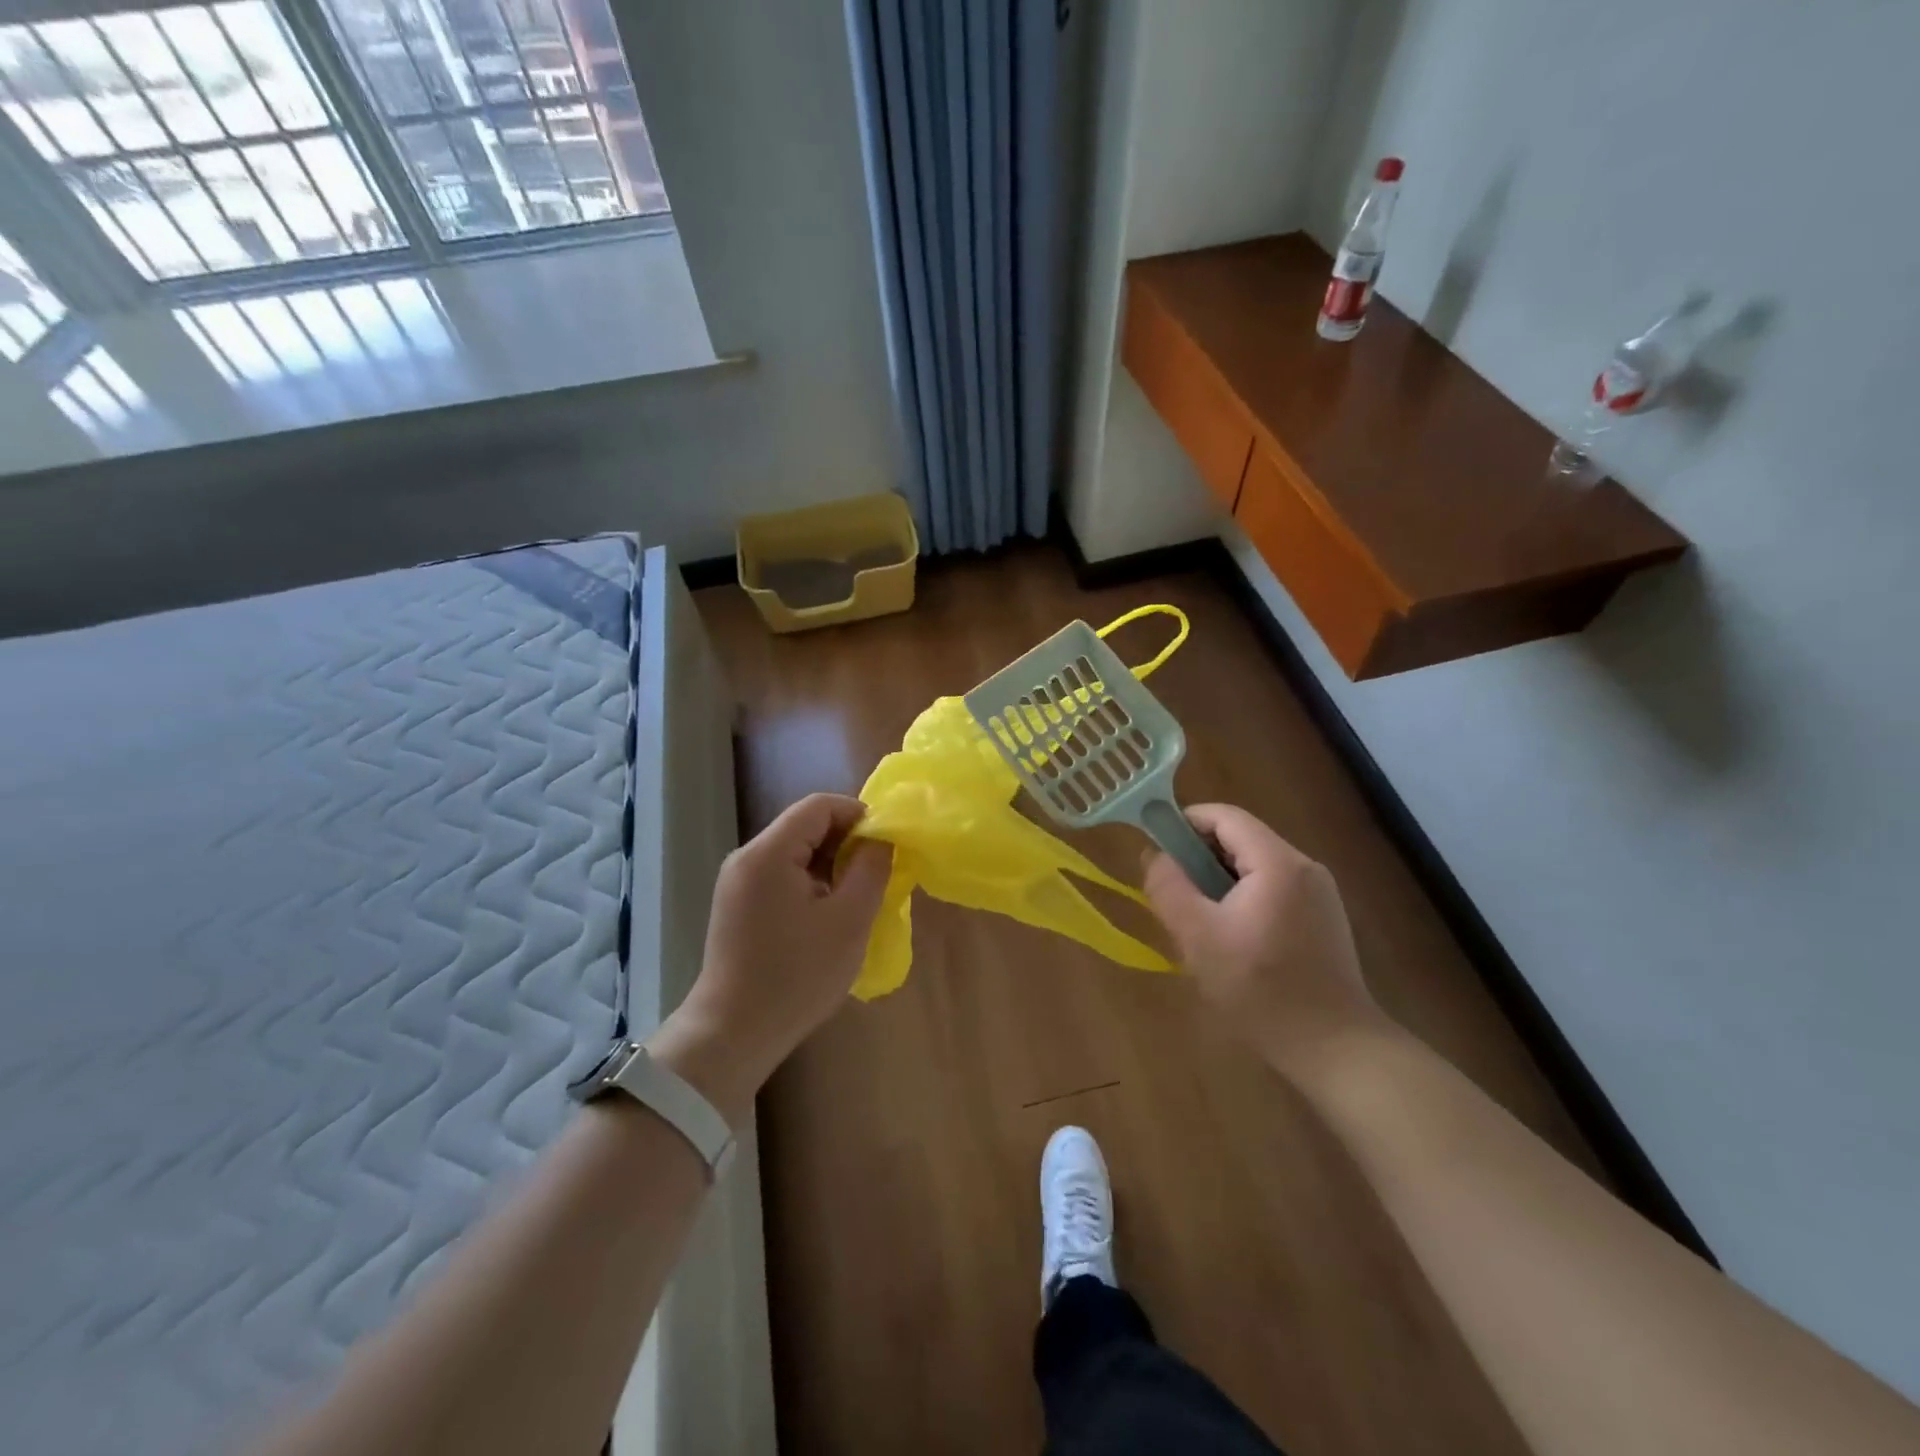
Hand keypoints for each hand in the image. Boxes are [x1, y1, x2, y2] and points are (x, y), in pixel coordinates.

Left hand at [650, 794, 890, 1120]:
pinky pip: (781, 876)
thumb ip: (870, 869)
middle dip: (846, 842)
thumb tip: (880, 839)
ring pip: (794, 852)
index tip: (887, 844)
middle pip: (804, 826)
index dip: (858, 815)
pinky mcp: (737, 906)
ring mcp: (737, 883)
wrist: (733, 1034)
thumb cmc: (797, 976)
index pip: (819, 806)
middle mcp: (746, 858)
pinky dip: (810, 883)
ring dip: (830, 865)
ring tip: (857, 897)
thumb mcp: (849, 920)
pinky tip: (827, 915)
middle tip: (877, 874)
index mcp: (768, 853)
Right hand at [1144, 804, 1389, 1072]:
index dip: (1184, 823)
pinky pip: (1272, 889)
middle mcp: (1304, 867)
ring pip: (1254, 866)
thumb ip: (1168, 886)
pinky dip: (1242, 899)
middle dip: (1199, 858)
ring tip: (1198, 922)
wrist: (1335, 1048)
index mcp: (1278, 862)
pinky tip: (1232, 940)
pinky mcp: (1323, 918)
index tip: (1157, 851)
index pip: (1224, 816)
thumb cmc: (1260, 989)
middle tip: (1174, 894)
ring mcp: (1319, 893)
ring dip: (1218, 882)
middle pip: (1240, 839)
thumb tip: (1154, 855)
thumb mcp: (1198, 937)